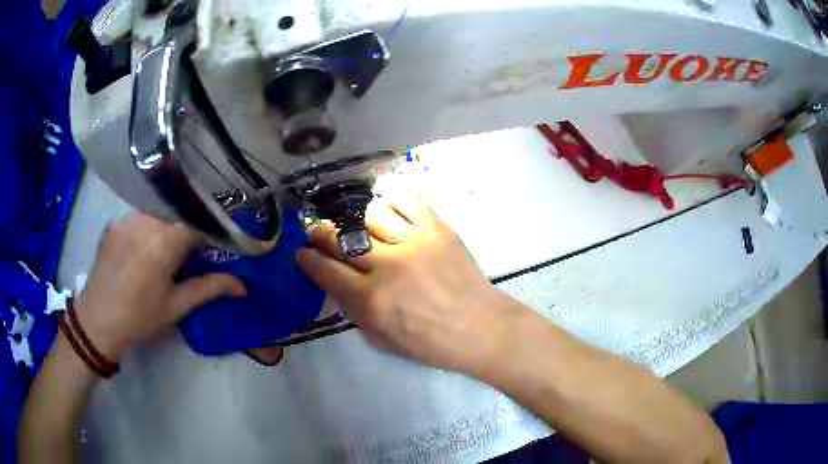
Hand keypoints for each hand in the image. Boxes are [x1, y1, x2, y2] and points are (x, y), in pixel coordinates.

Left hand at [75, 214, 245, 360]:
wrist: (96, 322)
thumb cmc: (139, 318)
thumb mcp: (176, 306)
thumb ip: (209, 288)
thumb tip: (242, 286)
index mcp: (165, 240)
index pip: (201, 221)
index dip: (214, 232)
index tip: (219, 248)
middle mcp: (147, 220)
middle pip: (181, 212)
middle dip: (192, 229)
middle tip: (195, 252)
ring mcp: (128, 218)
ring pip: (161, 211)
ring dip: (171, 226)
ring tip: (170, 251)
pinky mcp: (116, 223)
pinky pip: (141, 216)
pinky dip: (152, 227)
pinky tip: (147, 249)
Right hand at [296, 191, 522, 373]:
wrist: (481, 328)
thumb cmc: (430, 343)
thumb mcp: (381, 339)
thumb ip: (352, 309)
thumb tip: (333, 281)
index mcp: (371, 300)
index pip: (325, 270)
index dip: (307, 259)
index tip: (302, 253)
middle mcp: (387, 266)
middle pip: (340, 237)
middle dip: (320, 232)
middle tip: (318, 232)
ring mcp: (413, 242)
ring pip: (369, 213)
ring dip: (354, 218)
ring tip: (354, 223)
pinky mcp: (437, 228)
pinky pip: (407, 199)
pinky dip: (389, 196)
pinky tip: (384, 203)